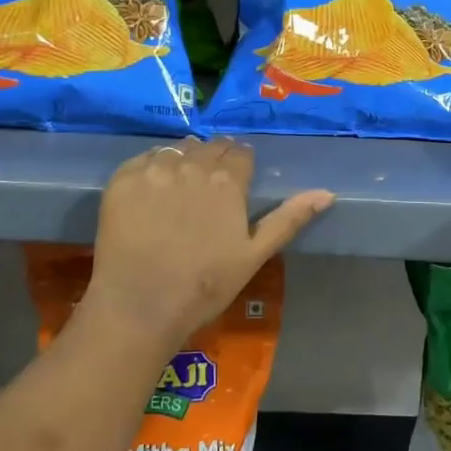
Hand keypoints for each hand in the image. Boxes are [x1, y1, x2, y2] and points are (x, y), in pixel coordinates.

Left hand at [84, 138, 333, 349]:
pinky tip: (151, 192)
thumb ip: (289, 218)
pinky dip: (151, 167)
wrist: (140, 304)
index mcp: (227, 181)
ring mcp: (154, 170)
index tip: (236, 179)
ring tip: (180, 185)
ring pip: (177, 149)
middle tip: (208, 185)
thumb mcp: (254, 255)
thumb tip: (327, 193)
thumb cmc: (205, 286)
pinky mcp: (123, 179)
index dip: (240, 164)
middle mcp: (193, 165)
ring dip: (184, 159)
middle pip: (209, 147)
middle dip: (213, 159)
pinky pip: (143, 159)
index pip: (240, 153)